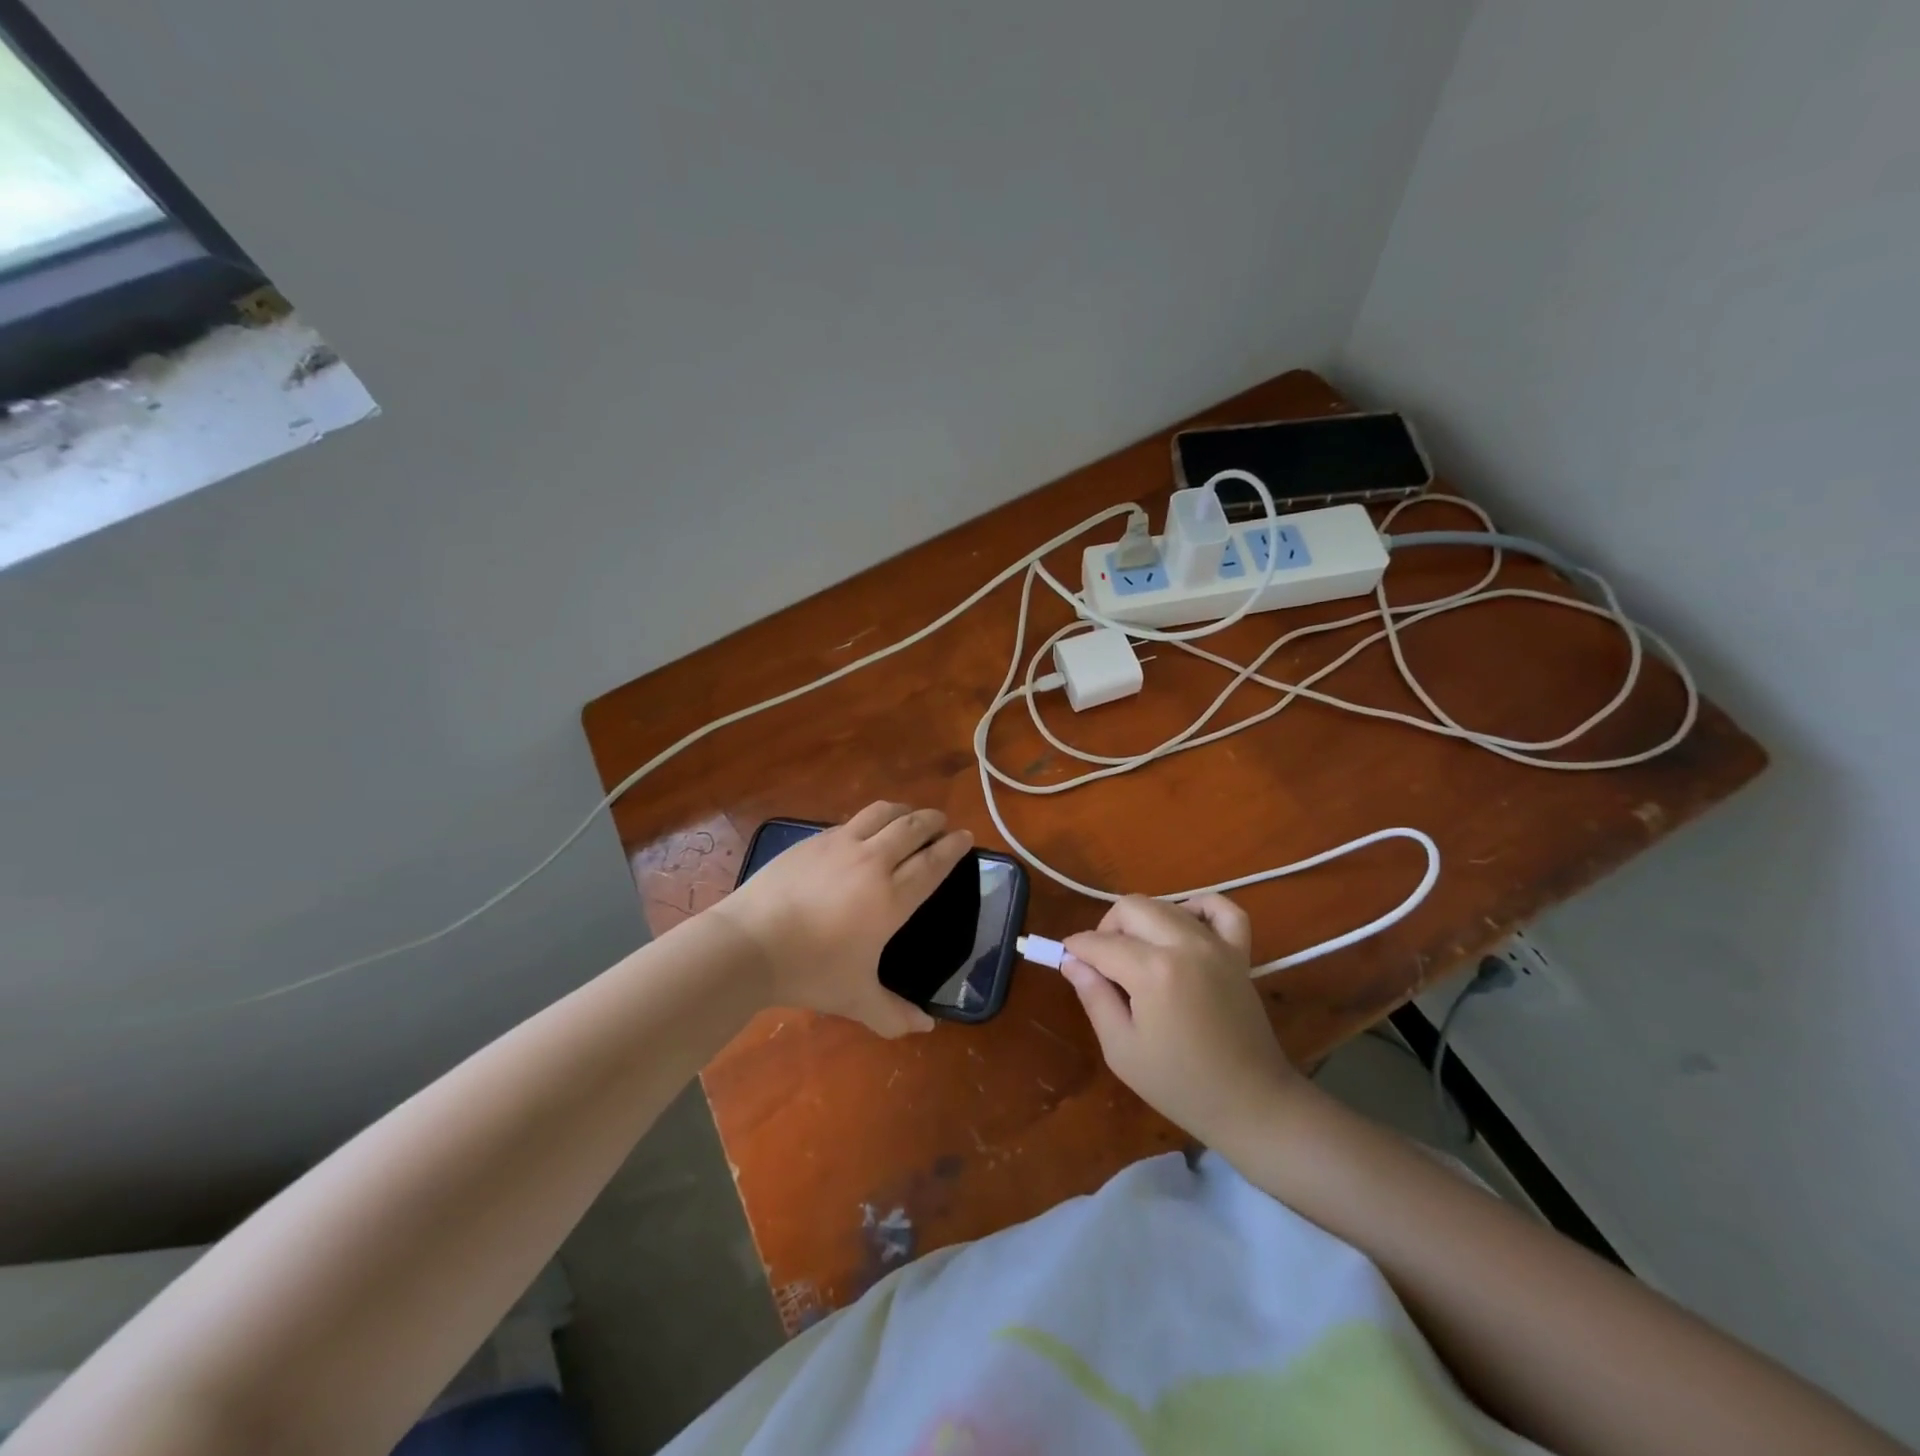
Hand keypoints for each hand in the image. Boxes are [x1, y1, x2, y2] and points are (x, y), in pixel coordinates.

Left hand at [712, 802, 971, 1037]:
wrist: (749, 944)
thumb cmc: (810, 972)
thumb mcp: (856, 999)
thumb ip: (894, 1014)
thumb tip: (926, 1028)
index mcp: (892, 898)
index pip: (933, 862)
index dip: (953, 847)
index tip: (966, 837)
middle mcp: (872, 862)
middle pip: (912, 828)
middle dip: (933, 821)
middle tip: (942, 822)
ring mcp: (840, 846)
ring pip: (881, 814)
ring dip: (903, 811)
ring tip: (908, 816)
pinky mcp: (812, 841)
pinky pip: (850, 822)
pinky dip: (868, 821)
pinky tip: (863, 832)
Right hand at [1062, 895, 1306, 1147]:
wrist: (1251, 1103)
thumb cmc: (1179, 1084)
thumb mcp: (1121, 1049)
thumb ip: (1094, 996)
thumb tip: (1072, 961)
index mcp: (1153, 971)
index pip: (1100, 942)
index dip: (1076, 949)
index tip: (1067, 961)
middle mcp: (1184, 944)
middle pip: (1131, 907)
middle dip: (1107, 928)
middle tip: (1102, 964)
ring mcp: (1216, 945)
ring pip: (1166, 905)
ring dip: (1143, 922)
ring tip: (1138, 956)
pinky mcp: (1240, 952)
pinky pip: (1221, 909)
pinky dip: (1199, 907)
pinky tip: (1183, 927)